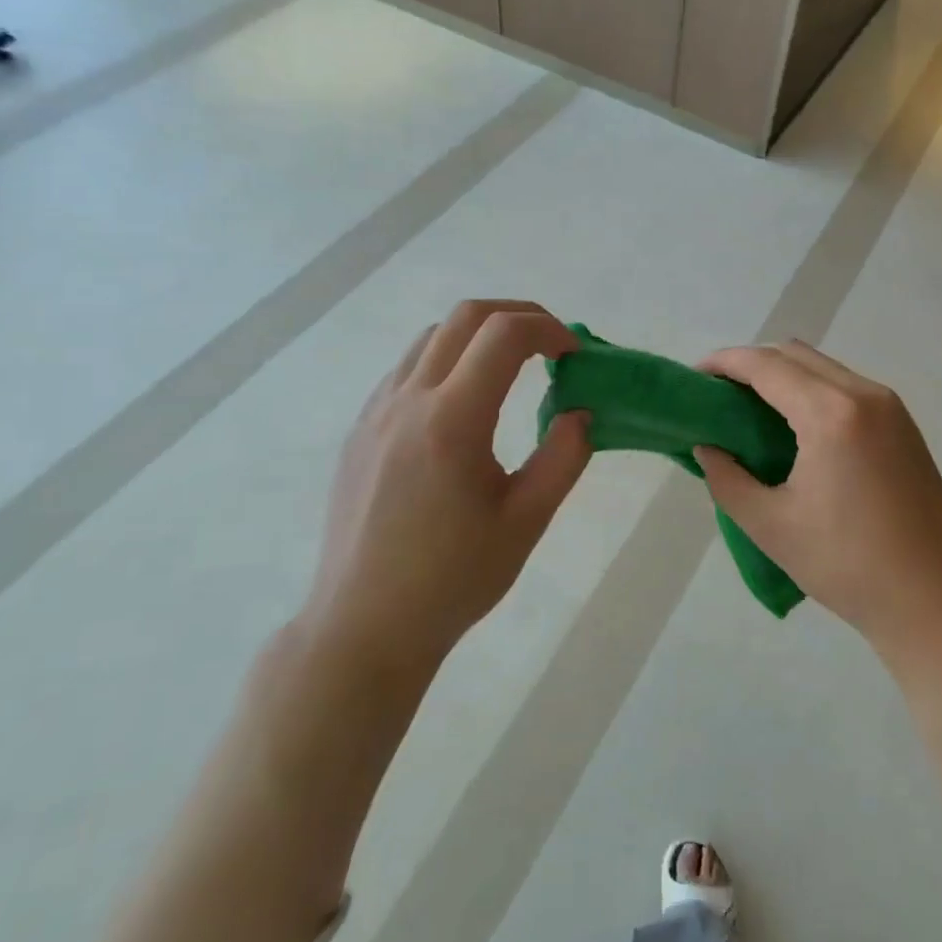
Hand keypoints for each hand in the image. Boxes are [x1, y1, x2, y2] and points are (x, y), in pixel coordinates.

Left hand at [300, 300, 590, 673]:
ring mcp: (376, 412)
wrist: (364, 626)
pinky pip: (407, 369)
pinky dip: (447, 360)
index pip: (504, 334)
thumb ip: (564, 458)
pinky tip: (465, 404)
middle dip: (518, 316)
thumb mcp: (526, 522)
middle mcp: (408, 401)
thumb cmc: (453, 580)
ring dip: (479, 336)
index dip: (549, 329)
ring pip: (431, 337)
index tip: (575, 355)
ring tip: (513, 370)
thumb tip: (582, 414)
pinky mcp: (360, 431)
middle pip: (465, 317)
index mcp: (451, 420)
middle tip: (552, 347)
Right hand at [694, 341, 941, 656]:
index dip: (725, 362)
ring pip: (824, 368)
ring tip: (752, 413)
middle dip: (752, 364)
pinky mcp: (904, 426)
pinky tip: (796, 429)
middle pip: (795, 355)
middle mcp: (864, 395)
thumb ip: (726, 479)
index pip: (766, 366)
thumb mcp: (771, 525)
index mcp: (831, 414)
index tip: (695, 377)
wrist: (936, 600)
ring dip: (784, 376)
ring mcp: (891, 408)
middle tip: (720, 397)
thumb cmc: (847, 565)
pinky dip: (813, 391)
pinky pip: (846, 388)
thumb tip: (709, 448)